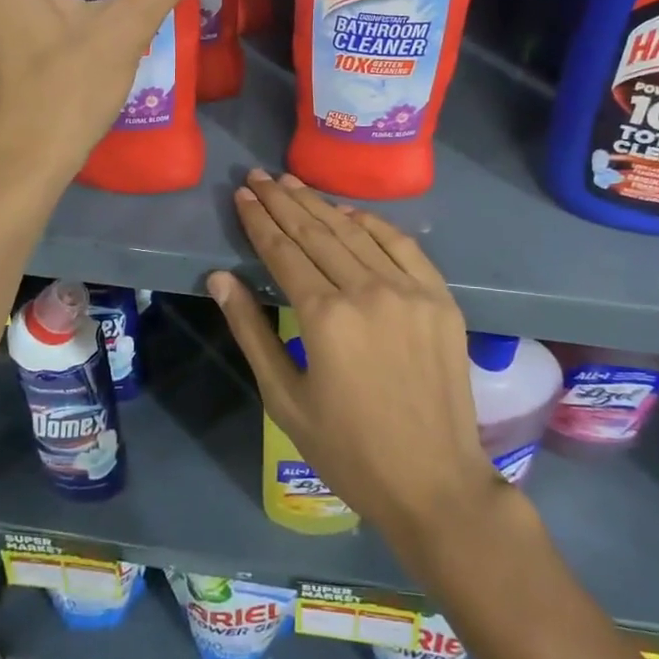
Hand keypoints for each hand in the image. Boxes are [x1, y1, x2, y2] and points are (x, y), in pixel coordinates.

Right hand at [206, 170, 505, 573]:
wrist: (434, 482)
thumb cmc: (348, 451)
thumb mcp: (284, 400)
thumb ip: (251, 331)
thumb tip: (219, 278)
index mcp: (325, 318)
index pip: (283, 252)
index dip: (259, 221)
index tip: (242, 195)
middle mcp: (367, 291)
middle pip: (317, 232)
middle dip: (283, 201)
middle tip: (259, 176)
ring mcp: (409, 290)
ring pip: (356, 232)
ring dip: (321, 204)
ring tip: (293, 182)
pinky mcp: (439, 298)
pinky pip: (402, 245)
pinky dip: (373, 223)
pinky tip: (349, 211)